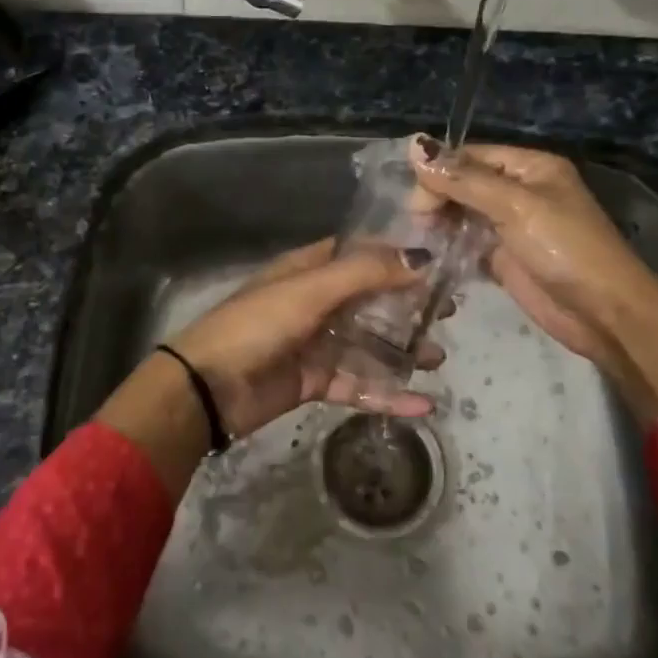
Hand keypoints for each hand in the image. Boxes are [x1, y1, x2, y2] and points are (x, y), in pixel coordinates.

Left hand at [169, 239, 441, 439]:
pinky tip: (423, 404)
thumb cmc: (257, 324)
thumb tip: (423, 258)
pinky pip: (358, 385)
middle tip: (449, 312)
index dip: (398, 255)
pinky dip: (387, 394)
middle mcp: (315, 302)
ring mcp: (315, 343)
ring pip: (368, 344)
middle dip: (408, 306)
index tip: (440, 262)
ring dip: (402, 351)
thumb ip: (366, 273)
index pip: (361, 253)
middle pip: (371, 300)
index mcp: (309, 270)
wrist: (208, 387)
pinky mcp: (314, 382)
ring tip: (439, 357)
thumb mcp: (311, 290)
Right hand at [411, 140, 657, 418]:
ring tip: (420, 241)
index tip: (416, 200)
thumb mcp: (515, 206)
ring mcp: (510, 225)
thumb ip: (464, 179)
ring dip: (439, 224)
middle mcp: (519, 190)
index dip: (440, 172)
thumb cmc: (564, 249)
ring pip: (462, 214)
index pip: (471, 156)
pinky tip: (430, 257)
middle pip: (463, 183)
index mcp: (530, 166)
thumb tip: (414, 144)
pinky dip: (448, 247)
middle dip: (437, 199)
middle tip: (418, 224)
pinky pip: (466, 243)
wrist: (602, 313)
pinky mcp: (503, 258)